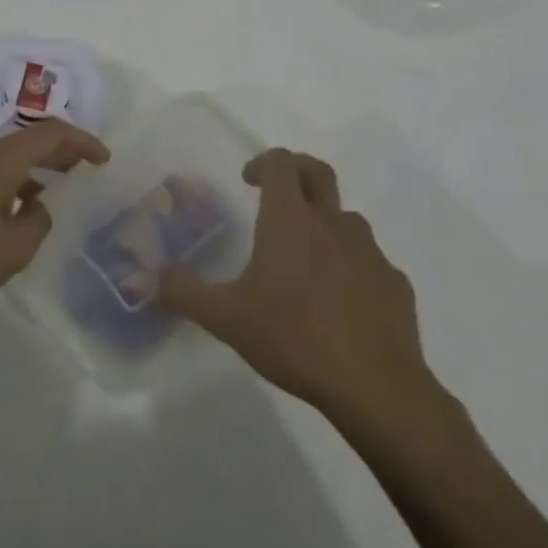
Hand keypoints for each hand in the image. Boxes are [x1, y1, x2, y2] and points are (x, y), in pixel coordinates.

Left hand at [0, 118, 110, 320]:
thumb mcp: (13, 248)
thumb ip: (37, 222)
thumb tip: (34, 205)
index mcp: (0, 159)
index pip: (51, 133)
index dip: (82, 141)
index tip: (103, 158)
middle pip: (26, 140)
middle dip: (59, 151)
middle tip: (82, 168)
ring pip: (5, 156)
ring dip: (32, 168)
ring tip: (51, 191)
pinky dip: (10, 181)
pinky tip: (11, 211)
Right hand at [160, 149, 438, 421]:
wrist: (375, 386)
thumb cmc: (293, 338)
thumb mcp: (226, 319)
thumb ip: (185, 292)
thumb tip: (153, 277)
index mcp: (290, 220)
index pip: (280, 163)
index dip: (263, 162)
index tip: (248, 179)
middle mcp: (332, 223)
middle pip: (319, 172)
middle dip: (296, 171)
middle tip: (277, 192)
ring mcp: (369, 251)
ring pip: (345, 218)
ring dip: (324, 222)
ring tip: (305, 257)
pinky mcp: (394, 282)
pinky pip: (369, 260)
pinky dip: (351, 265)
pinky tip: (339, 300)